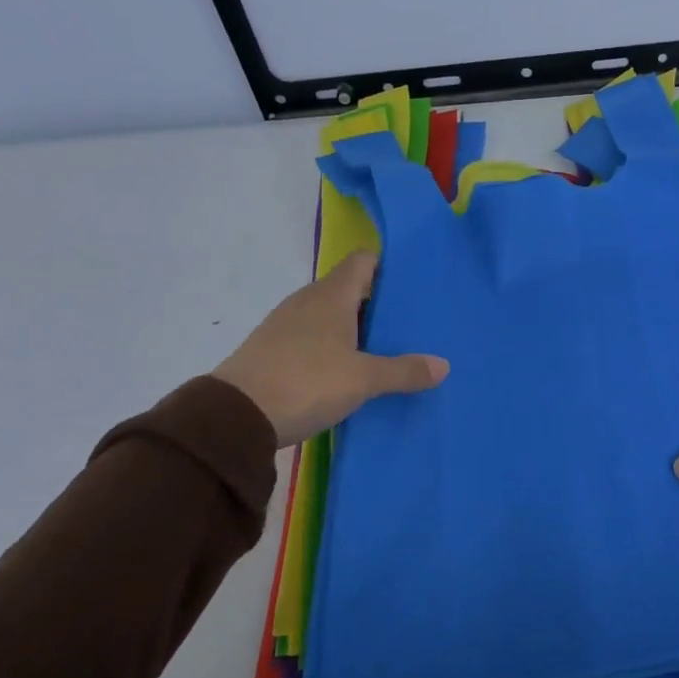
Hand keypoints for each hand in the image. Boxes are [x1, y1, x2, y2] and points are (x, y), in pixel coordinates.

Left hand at [213, 251, 448, 446]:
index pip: (364, 260)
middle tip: (412, 324)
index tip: (415, 286)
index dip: (389, 267)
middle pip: (350, 289)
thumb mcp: (363, 380)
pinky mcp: (274, 349)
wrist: (235, 417)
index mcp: (331, 295)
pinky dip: (334, 346)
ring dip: (357, 328)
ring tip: (387, 349)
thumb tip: (443, 365)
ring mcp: (287, 324)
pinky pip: (314, 337)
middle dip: (380, 303)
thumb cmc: (306, 382)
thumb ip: (404, 371)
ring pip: (331, 315)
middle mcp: (308, 301)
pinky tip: (349, 371)